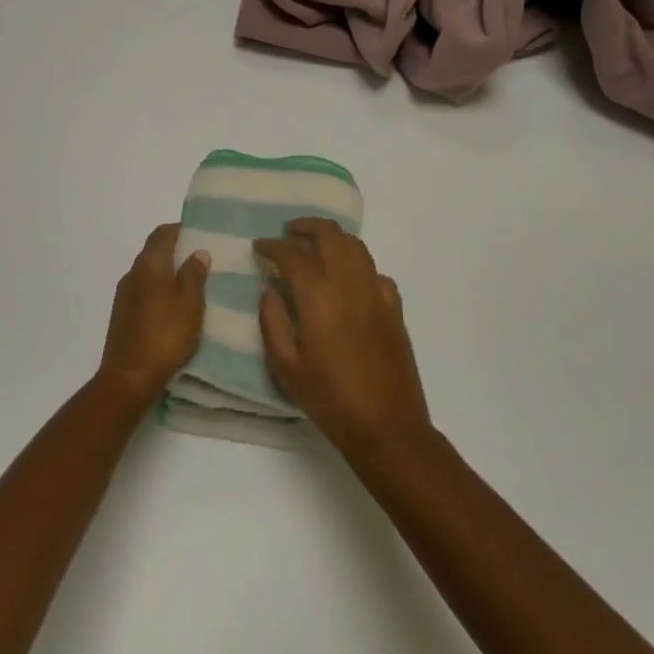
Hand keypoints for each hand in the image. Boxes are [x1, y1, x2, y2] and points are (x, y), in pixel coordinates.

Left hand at [97, 223, 208, 410]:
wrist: (129, 377)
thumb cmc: (165, 333)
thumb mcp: (190, 302)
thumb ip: (194, 274)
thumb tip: (197, 251)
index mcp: (148, 264)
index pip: (162, 234)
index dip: (180, 230)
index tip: (199, 234)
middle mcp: (132, 274)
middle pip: (154, 253)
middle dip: (176, 253)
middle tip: (202, 261)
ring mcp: (124, 297)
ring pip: (149, 275)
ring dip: (168, 275)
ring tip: (193, 286)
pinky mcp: (123, 317)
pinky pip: (144, 294)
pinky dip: (160, 293)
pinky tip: (175, 309)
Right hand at [255, 219, 430, 456]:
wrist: (387, 427)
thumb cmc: (330, 399)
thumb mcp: (286, 367)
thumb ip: (272, 321)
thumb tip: (269, 290)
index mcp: (318, 295)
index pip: (292, 254)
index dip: (272, 246)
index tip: (259, 247)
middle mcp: (349, 283)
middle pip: (330, 234)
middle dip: (306, 227)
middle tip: (289, 234)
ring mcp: (376, 293)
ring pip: (356, 246)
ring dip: (333, 239)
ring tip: (316, 247)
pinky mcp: (394, 308)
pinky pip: (376, 272)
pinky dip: (358, 266)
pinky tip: (349, 281)